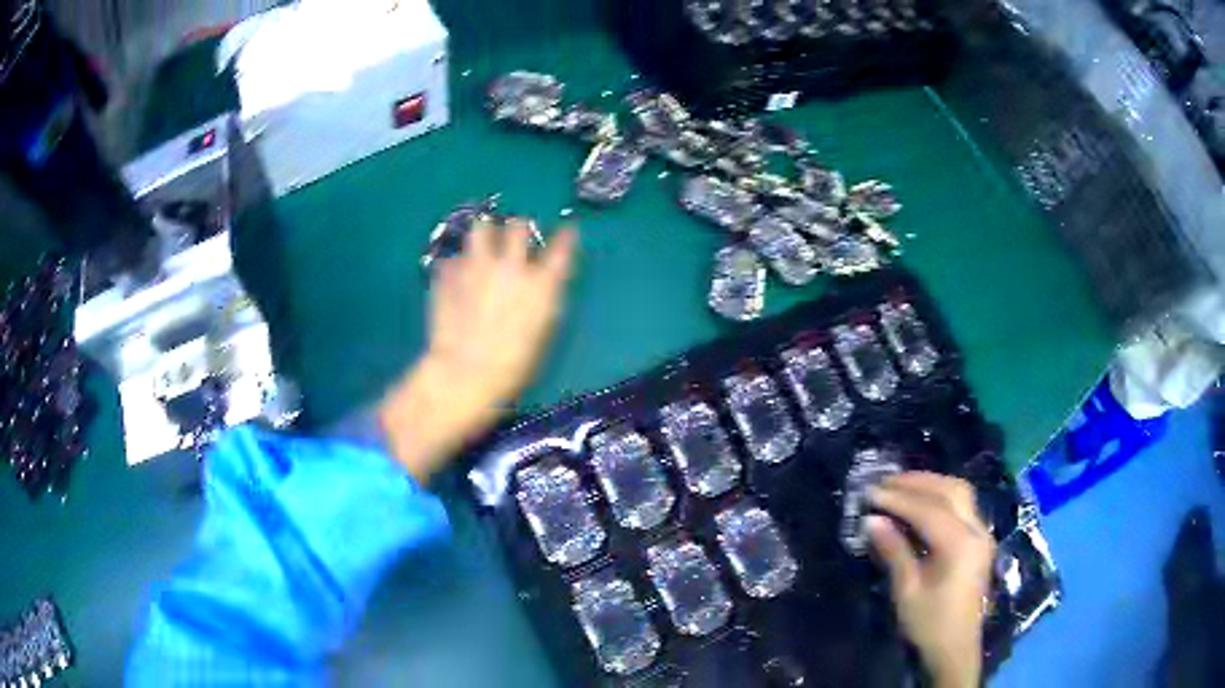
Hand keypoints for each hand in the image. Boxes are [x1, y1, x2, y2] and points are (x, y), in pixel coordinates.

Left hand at [379, 218, 576, 482]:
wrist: (465, 373)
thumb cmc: (512, 365)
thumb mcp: (542, 332)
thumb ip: (543, 299)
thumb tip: (542, 282)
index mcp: (541, 283)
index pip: (562, 247)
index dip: (566, 236)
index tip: (567, 230)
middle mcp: (511, 265)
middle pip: (518, 226)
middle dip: (518, 230)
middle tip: (514, 240)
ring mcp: (477, 266)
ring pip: (481, 227)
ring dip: (485, 233)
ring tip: (483, 244)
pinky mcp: (449, 274)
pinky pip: (454, 257)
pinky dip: (457, 263)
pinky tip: (456, 276)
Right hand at [866, 472, 995, 687]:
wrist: (956, 648)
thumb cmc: (929, 624)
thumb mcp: (907, 591)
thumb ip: (894, 551)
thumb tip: (872, 520)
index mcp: (960, 545)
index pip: (928, 509)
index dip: (898, 499)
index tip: (871, 493)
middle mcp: (976, 530)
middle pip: (951, 491)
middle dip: (917, 482)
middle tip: (885, 483)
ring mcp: (982, 534)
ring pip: (961, 493)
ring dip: (931, 485)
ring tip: (902, 487)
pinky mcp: (979, 540)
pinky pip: (963, 506)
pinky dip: (941, 497)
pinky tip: (922, 503)